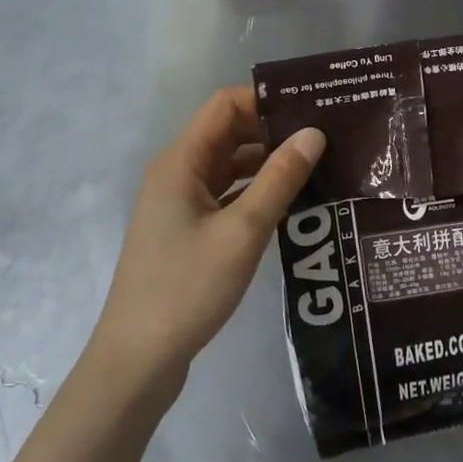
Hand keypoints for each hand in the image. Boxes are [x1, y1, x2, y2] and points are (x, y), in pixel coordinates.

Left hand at [91, 86, 324, 389]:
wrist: (137, 361)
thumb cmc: (186, 288)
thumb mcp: (242, 232)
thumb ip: (279, 179)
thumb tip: (314, 133)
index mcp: (181, 162)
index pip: (225, 105)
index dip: (266, 100)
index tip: (312, 105)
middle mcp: (177, 172)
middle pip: (229, 132)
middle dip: (274, 129)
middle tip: (326, 135)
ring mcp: (180, 203)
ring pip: (230, 165)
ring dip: (268, 162)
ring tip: (318, 165)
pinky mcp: (188, 230)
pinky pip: (227, 194)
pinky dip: (256, 191)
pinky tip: (292, 202)